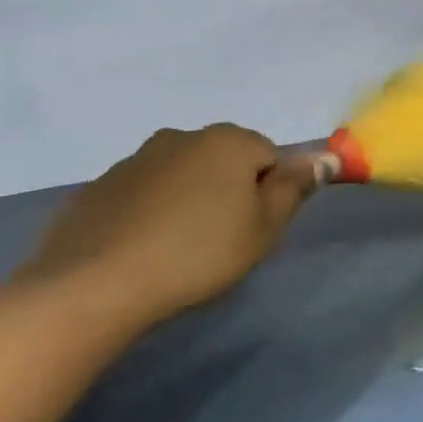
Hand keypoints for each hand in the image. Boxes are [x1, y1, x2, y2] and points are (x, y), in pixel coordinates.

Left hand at [12, 124, 335, 332]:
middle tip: (224, 238)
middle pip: (224, 160)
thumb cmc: (200, 253)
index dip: (270, 192)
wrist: (95, 285)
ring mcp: (133, 160)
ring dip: (190, 199)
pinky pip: (142, 194)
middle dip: (230, 190)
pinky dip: (150, 212)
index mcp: (228, 141)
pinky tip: (144, 249)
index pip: (270, 155)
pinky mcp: (97, 188)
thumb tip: (326, 155)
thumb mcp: (265, 227)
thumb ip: (296, 188)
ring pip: (182, 175)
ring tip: (181, 247)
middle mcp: (181, 137)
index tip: (255, 227)